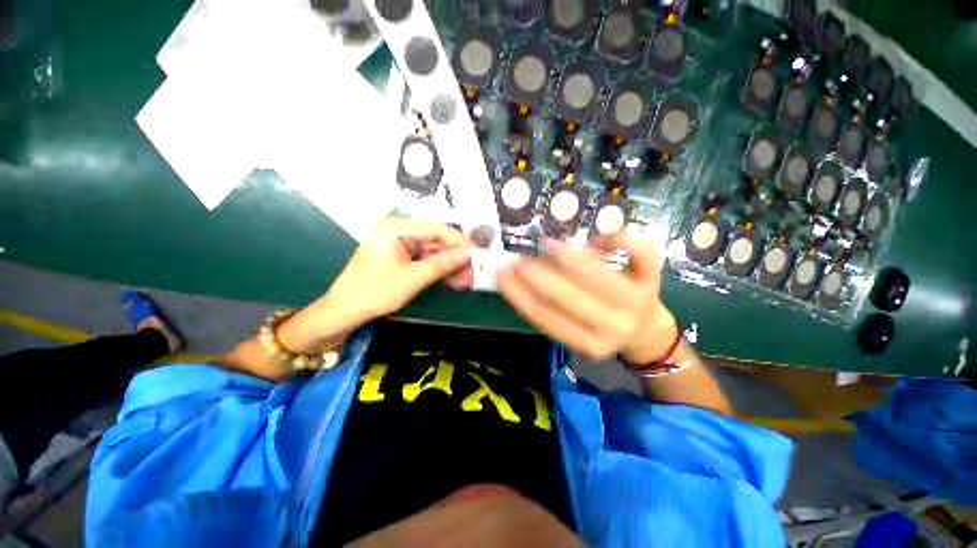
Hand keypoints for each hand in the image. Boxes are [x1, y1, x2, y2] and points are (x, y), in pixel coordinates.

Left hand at [316, 217, 472, 328]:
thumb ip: (443, 264)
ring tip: (467, 276)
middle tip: (474, 268)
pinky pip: (424, 258)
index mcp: (396, 227)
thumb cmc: (375, 292)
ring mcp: (399, 242)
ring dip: (449, 263)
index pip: (437, 228)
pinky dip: (437, 268)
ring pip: (432, 249)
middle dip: (455, 255)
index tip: (477, 254)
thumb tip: (470, 254)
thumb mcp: (414, 278)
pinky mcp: (399, 255)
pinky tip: (452, 278)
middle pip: (435, 238)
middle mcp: (398, 229)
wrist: (344, 312)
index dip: (459, 240)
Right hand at [498, 234, 677, 361]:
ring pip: (596, 274)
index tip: (501, 273)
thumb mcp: (575, 329)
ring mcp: (636, 300)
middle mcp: (613, 326)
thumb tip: (520, 275)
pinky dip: (618, 239)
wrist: (645, 330)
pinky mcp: (653, 278)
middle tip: (519, 258)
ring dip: (566, 256)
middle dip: (537, 274)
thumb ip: (550, 309)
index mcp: (589, 342)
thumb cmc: (601, 326)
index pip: (545, 316)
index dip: (518, 293)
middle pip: (567, 296)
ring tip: (547, 245)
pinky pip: (641, 253)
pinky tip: (598, 238)